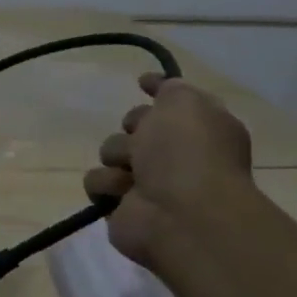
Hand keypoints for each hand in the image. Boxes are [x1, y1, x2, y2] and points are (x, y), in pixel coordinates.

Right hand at [83, 73, 254, 266]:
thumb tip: (159, 85)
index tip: (142, 82)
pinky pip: (96, 182)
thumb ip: (171, 88)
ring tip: (132, 171)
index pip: (175, 102)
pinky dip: (106, 185)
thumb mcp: (185, 104)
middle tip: (141, 138)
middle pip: (135, 126)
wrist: (181, 214)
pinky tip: (122, 192)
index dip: (159, 91)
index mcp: (200, 129)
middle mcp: (177, 154)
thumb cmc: (187, 154)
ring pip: (110, 152)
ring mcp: (149, 182)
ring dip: (116, 157)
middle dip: (132, 127)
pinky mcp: (121, 205)